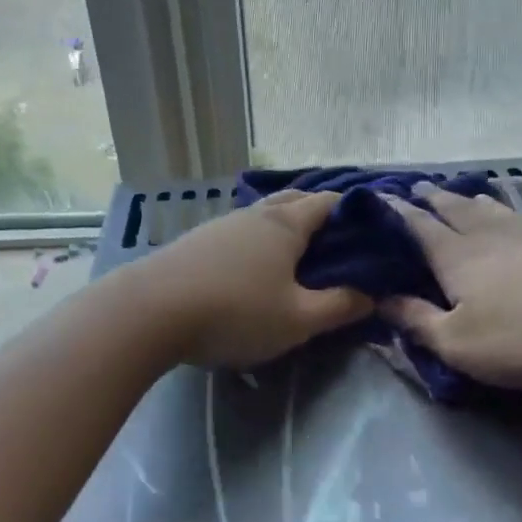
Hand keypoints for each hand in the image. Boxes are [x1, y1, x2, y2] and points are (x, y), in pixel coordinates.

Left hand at [126, 190, 371, 368]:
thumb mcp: (298, 320)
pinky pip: (239, 234)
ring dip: (285, 231)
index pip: (329, 202)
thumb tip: (372, 296)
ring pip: (264, 218)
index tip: (371, 236)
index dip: (355, 213)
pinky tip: (252, 271)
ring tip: (298, 261)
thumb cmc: (235, 312)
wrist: (150, 311)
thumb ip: (339, 307)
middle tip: (337, 248)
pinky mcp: (196, 242)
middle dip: (319, 217)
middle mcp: (254, 214)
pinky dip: (257, 244)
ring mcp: (221, 225)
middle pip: (295, 202)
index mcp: (286, 224)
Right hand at [382, 185, 521, 387]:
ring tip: (457, 193)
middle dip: (431, 198)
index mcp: (455, 256)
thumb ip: (417, 320)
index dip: (396, 212)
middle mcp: (486, 238)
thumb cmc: (521, 336)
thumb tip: (382, 300)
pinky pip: (516, 218)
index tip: (378, 197)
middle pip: (453, 209)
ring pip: (487, 209)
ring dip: (466, 199)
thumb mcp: (456, 342)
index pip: (418, 227)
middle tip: (416, 187)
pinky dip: (500, 209)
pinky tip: (507, 215)